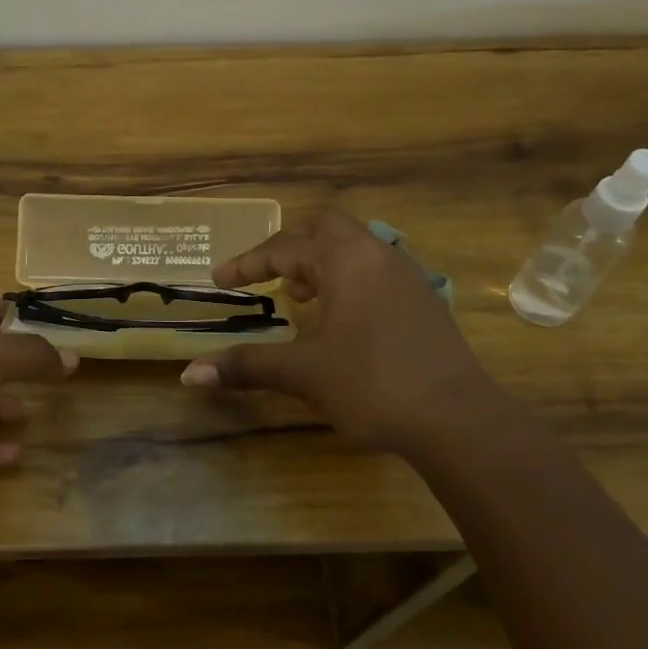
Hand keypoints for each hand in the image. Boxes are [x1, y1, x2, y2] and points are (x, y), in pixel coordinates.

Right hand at [179, 212, 495, 455]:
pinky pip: (377, 270)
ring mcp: (407, 275)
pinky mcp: (425, 300)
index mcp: (345, 261)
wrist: (458, 418)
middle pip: (325, 230)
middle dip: (291, 249)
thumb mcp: (304, 374)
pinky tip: (344, 321)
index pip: (284, 248)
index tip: (220, 280)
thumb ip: (247, 366)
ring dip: (322, 264)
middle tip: (270, 280)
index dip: (248, 264)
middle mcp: (377, 255)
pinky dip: (349, 281)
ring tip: (303, 298)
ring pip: (356, 248)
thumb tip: (189, 375)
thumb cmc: (372, 385)